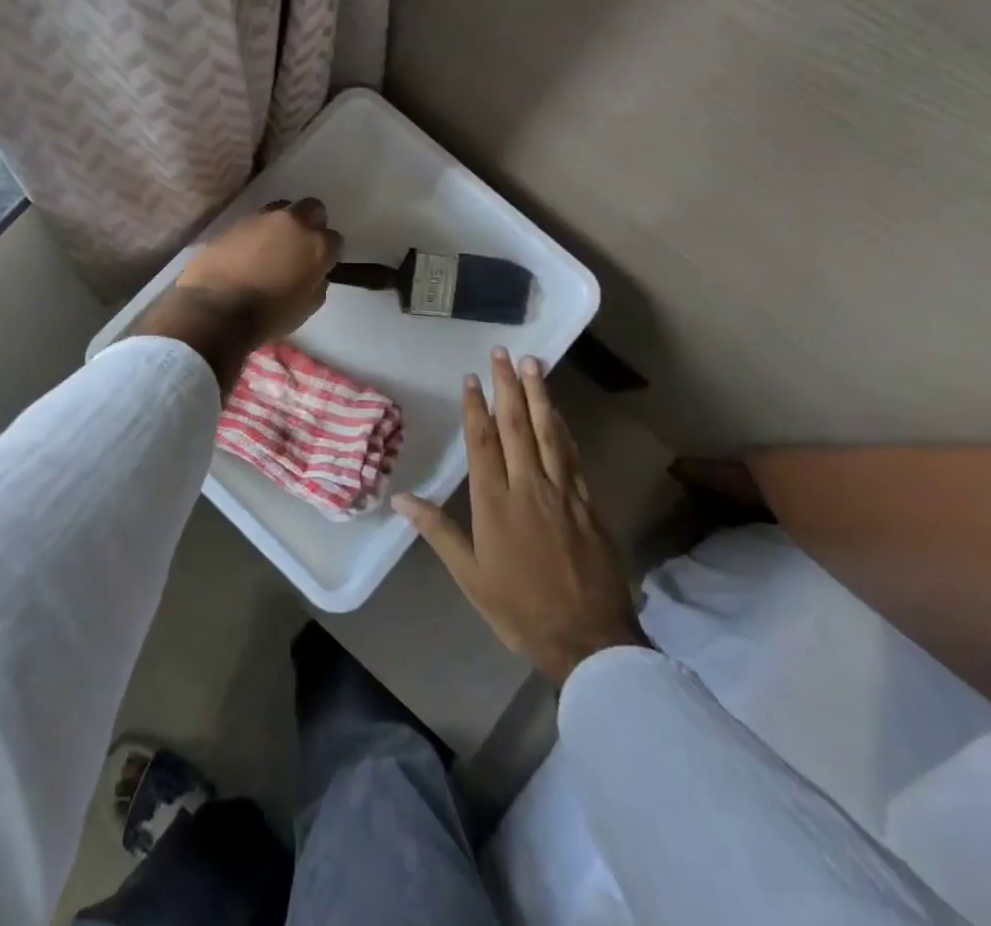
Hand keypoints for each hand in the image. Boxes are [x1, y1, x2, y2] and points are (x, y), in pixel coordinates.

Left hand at [130, 198, 341, 393]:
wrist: (214, 310)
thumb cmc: (268, 315)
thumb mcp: (307, 307)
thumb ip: (316, 282)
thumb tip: (312, 273)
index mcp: (316, 244)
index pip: (334, 239)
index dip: (327, 253)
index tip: (319, 266)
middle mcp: (292, 222)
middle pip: (312, 209)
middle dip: (310, 223)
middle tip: (299, 246)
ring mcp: (261, 218)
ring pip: (281, 210)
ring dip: (281, 225)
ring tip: (271, 248)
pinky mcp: (233, 221)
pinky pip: (253, 222)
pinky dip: (255, 234)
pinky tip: (246, 253)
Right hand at [395, 349, 644, 685]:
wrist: (589, 639)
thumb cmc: (520, 609)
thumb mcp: (470, 577)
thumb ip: (438, 531)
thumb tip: (401, 500)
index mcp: (495, 503)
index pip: (483, 442)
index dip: (476, 407)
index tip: (471, 377)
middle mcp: (528, 486)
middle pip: (516, 426)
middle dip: (507, 386)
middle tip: (503, 352)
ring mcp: (563, 492)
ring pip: (548, 432)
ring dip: (539, 395)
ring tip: (533, 364)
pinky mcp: (588, 502)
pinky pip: (573, 455)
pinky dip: (563, 428)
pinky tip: (558, 413)